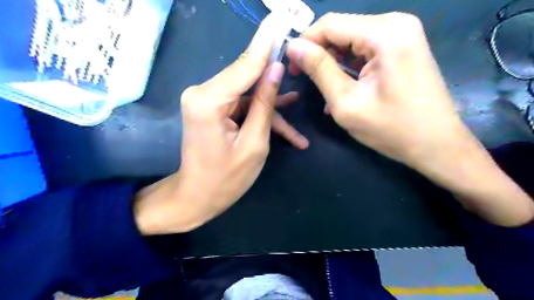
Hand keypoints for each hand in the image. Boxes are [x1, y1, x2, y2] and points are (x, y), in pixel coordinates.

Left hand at [133, 14, 299, 234]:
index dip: (267, 41)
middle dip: (273, 74)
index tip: (281, 16)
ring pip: (249, 94)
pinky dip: (261, 116)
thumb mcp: (255, 143)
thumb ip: (265, 104)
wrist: (197, 197)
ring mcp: (208, 100)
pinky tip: (287, 130)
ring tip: (297, 110)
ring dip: (272, 106)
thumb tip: (275, 69)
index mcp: (209, 100)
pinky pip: (242, 106)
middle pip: (247, 76)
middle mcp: (203, 92)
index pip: (245, 63)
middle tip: (298, 57)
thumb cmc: (226, 179)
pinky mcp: (214, 109)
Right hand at [288, 13, 532, 226]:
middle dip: (318, 53)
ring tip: (323, 89)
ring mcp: (403, 35)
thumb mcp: (346, 102)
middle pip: (342, 30)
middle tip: (303, 78)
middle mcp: (396, 24)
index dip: (305, 42)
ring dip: (333, 62)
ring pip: (352, 40)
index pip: (330, 24)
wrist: (437, 145)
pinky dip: (349, 67)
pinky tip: (342, 89)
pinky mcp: (403, 49)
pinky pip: (365, 50)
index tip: (290, 66)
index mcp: (384, 33)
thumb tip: (293, 46)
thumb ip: (319, 70)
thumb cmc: (391, 128)